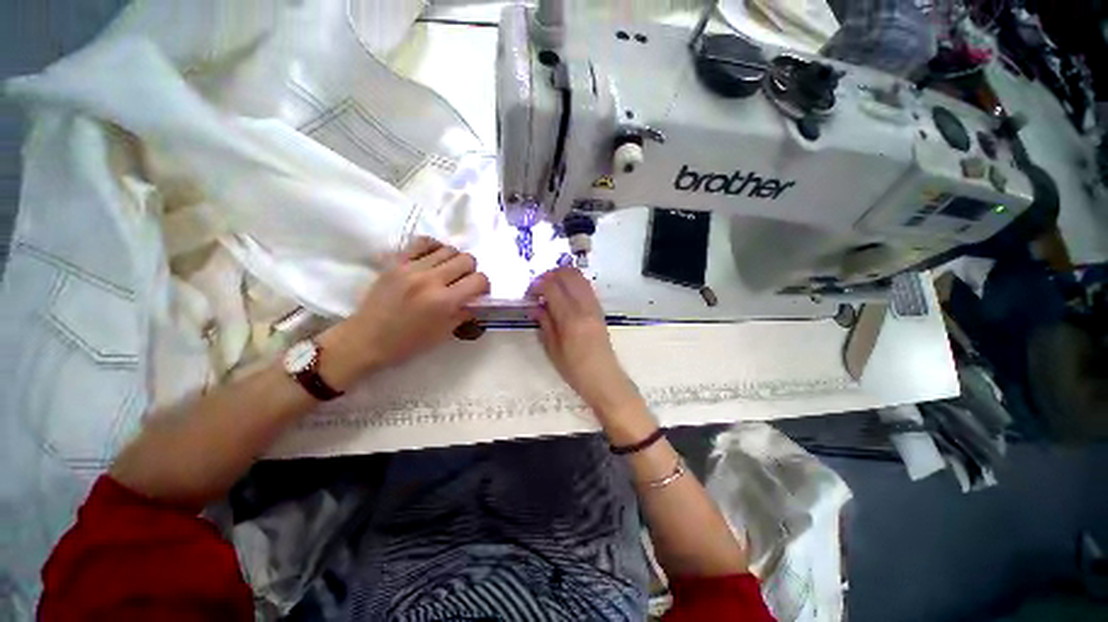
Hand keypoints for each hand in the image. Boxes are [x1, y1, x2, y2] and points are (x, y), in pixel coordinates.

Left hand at [323, 237, 489, 381]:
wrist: (366, 339)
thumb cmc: (407, 343)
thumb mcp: (443, 334)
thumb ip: (463, 313)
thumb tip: (476, 300)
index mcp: (444, 302)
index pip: (479, 280)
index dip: (484, 286)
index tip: (478, 293)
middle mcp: (430, 280)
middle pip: (466, 259)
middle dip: (471, 271)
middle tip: (463, 282)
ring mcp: (411, 267)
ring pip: (448, 249)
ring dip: (454, 260)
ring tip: (447, 272)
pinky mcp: (396, 262)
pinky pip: (422, 242)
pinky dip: (434, 248)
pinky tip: (433, 259)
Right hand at [527, 267, 643, 416]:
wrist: (604, 378)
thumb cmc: (575, 370)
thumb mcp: (553, 349)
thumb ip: (544, 323)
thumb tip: (535, 306)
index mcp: (570, 319)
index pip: (553, 288)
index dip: (538, 284)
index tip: (529, 291)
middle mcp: (584, 307)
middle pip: (568, 275)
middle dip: (551, 274)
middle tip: (539, 285)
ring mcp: (594, 306)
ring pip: (580, 277)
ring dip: (563, 275)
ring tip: (551, 286)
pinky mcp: (600, 309)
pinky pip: (586, 286)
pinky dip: (573, 282)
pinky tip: (565, 293)